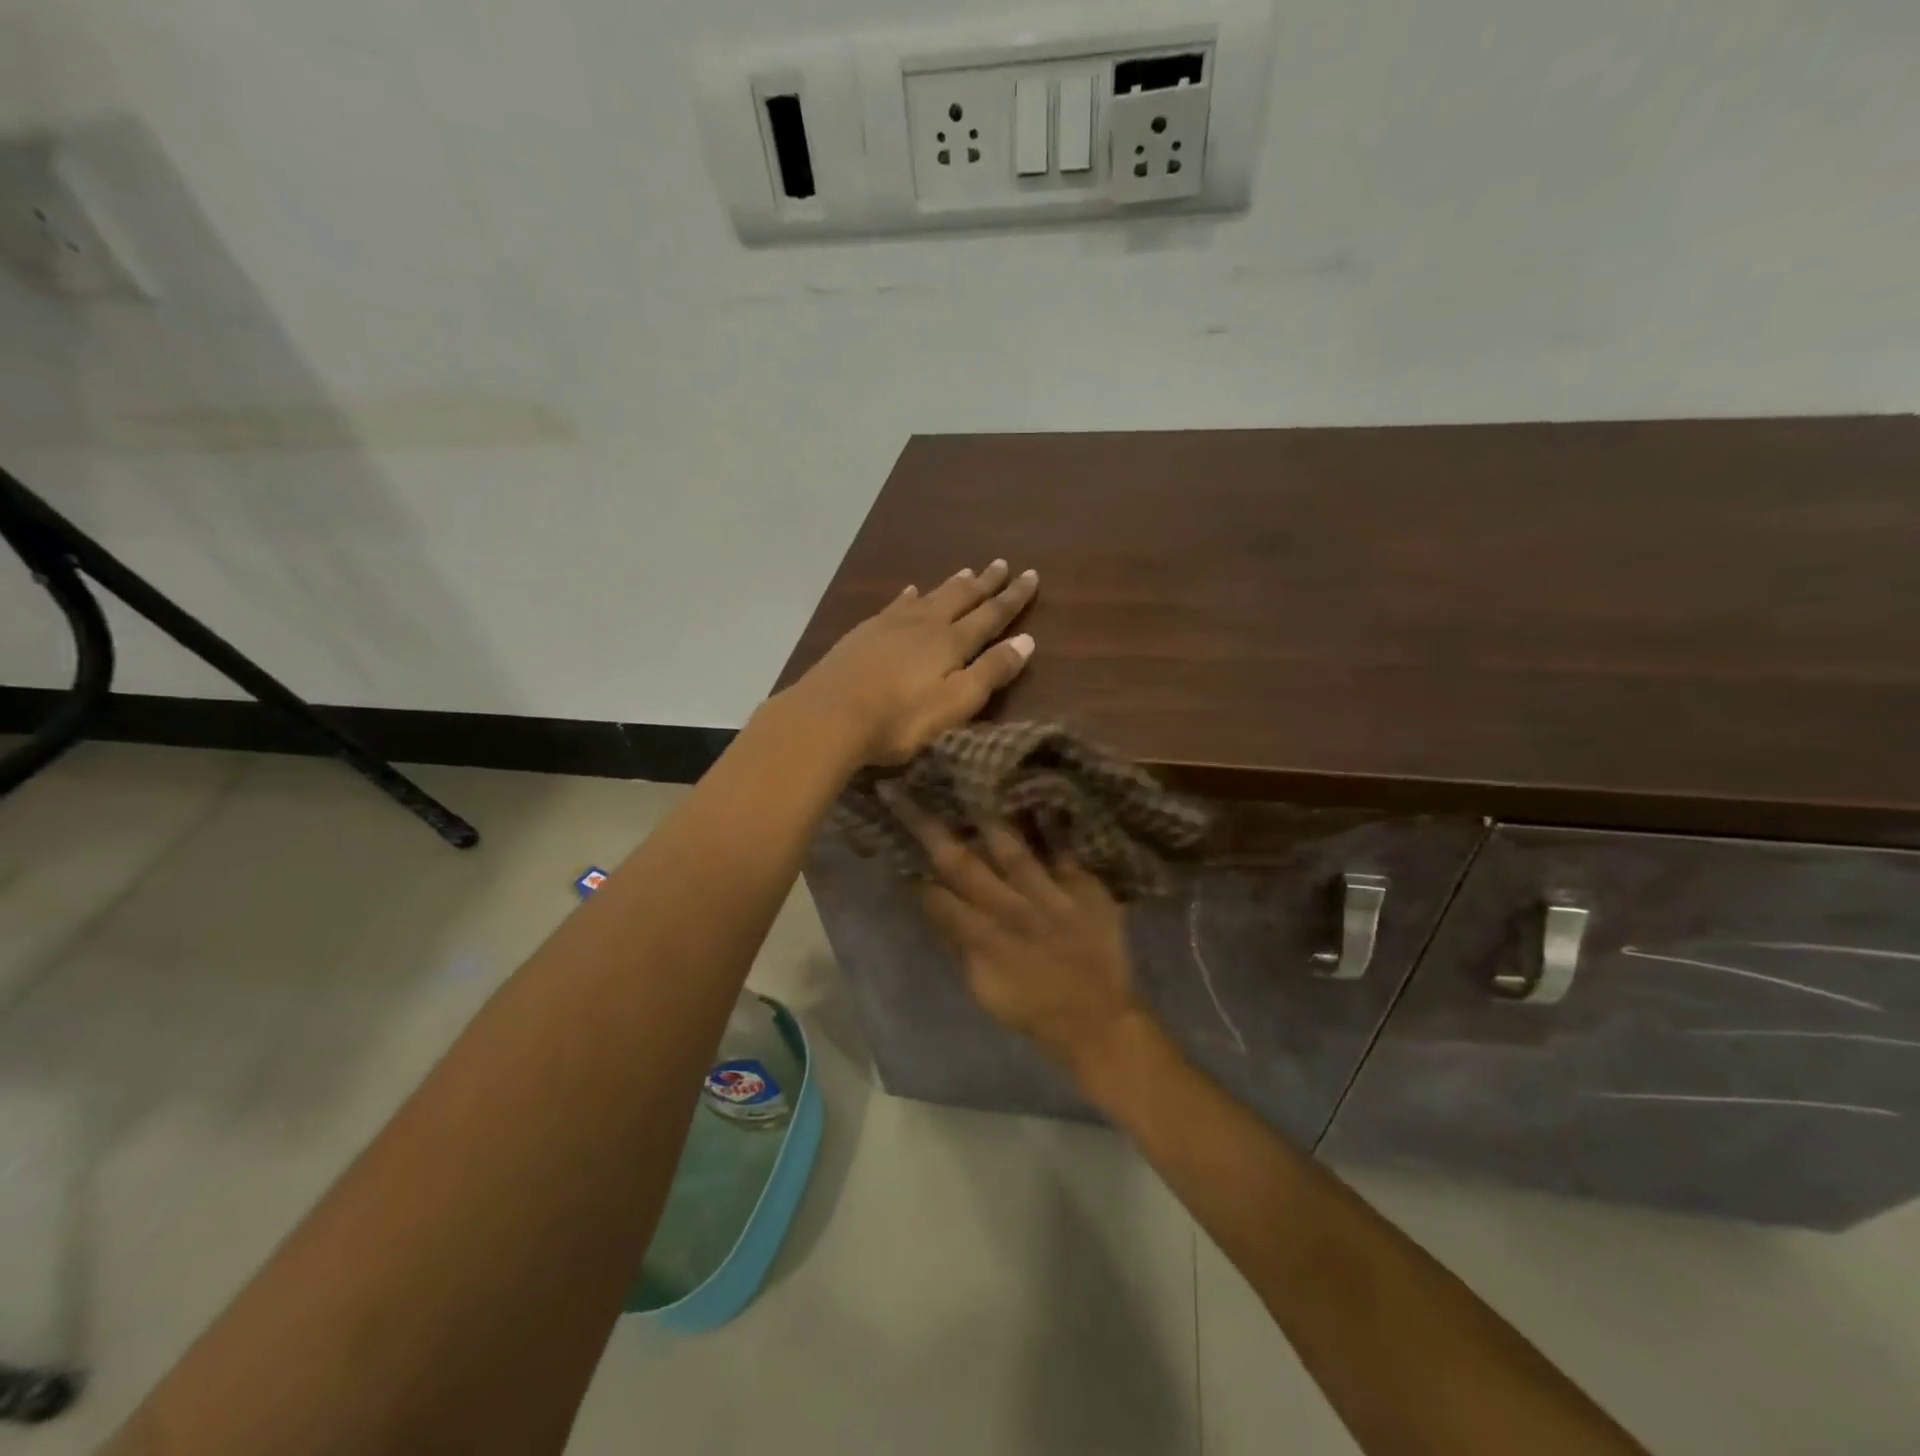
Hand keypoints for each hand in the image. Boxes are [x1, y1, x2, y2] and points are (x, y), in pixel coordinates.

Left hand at [791, 560, 1037, 766]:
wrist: (827, 716)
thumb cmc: (898, 718)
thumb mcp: (954, 704)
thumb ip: (990, 672)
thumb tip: (1027, 641)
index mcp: (951, 643)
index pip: (991, 615)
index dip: (1013, 597)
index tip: (1031, 575)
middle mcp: (925, 625)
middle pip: (961, 597)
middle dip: (985, 583)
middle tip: (1002, 563)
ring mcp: (890, 625)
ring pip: (930, 597)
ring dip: (952, 584)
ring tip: (967, 570)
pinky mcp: (864, 634)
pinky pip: (895, 606)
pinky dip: (909, 597)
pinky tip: (910, 591)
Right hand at [889, 793, 1140, 1072]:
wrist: (1097, 1019)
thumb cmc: (1032, 1007)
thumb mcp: (983, 988)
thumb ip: (960, 944)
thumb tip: (936, 904)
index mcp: (984, 937)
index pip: (939, 898)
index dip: (915, 873)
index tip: (896, 840)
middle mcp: (1012, 910)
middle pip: (964, 864)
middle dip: (929, 829)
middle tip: (904, 793)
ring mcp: (1051, 896)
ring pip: (1013, 850)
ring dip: (987, 819)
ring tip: (970, 783)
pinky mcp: (1085, 890)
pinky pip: (1065, 853)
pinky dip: (1052, 831)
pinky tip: (1041, 802)